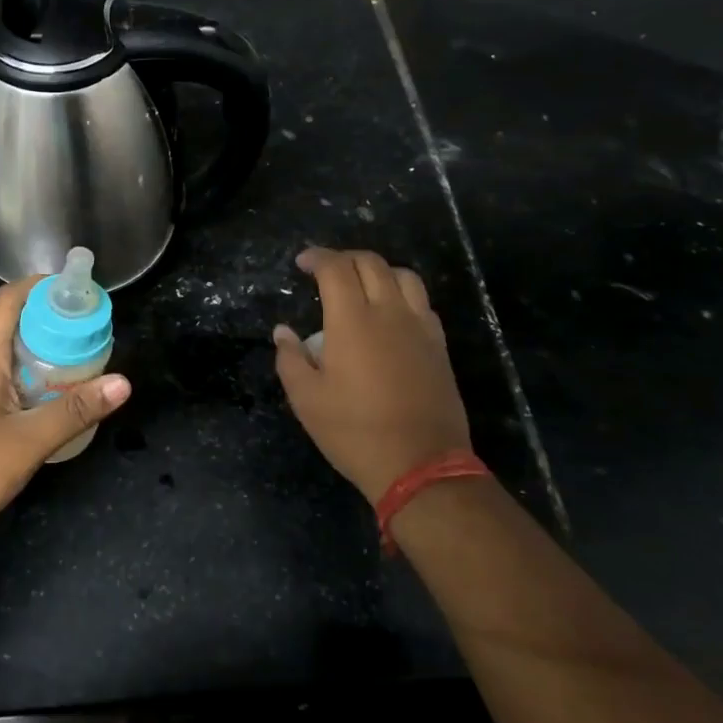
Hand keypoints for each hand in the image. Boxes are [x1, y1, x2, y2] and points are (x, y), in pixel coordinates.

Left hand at [0, 278, 130, 544]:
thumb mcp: (28, 443)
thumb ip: (75, 411)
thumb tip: (123, 382)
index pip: (10, 299)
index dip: (44, 286)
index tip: (80, 291)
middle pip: (11, 322)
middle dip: (52, 319)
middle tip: (92, 331)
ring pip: (6, 352)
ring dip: (42, 349)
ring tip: (82, 359)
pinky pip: (0, 376)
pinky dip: (28, 373)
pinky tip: (51, 395)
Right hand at [273, 247, 471, 505]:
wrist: (420, 464)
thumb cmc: (354, 432)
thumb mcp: (307, 400)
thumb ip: (290, 359)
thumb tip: (283, 331)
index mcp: (352, 321)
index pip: (336, 269)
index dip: (317, 257)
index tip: (302, 263)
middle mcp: (389, 313)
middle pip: (371, 263)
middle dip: (344, 258)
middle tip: (326, 270)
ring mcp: (420, 327)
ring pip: (403, 276)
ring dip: (378, 270)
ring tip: (361, 285)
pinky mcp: (439, 346)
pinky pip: (422, 302)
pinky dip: (402, 293)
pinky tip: (390, 313)